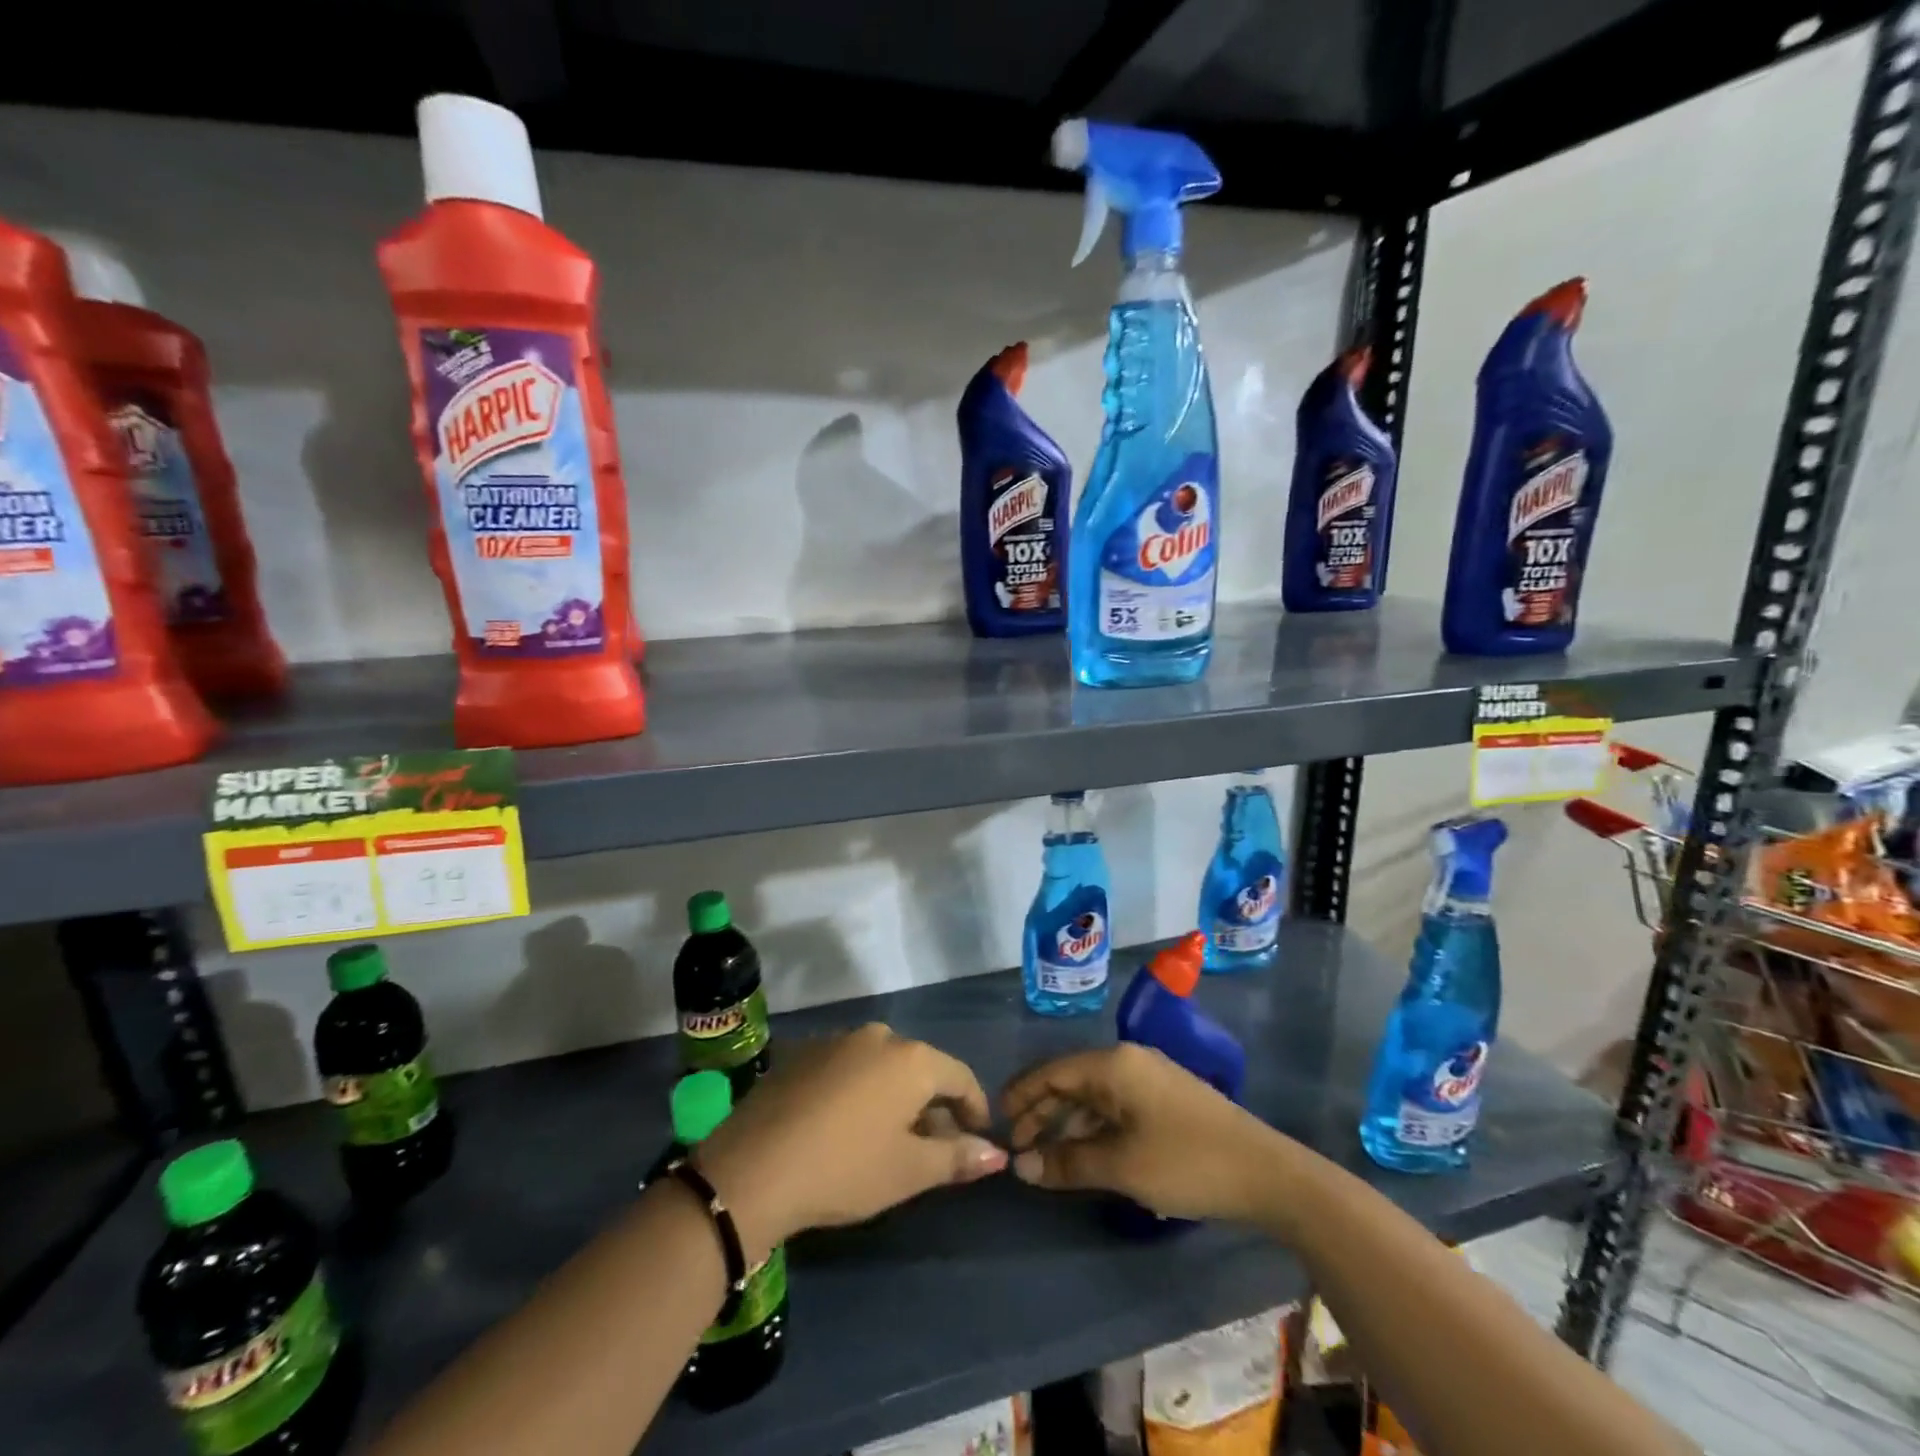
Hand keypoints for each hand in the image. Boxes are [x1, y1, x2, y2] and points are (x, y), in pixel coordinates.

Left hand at [695, 1024, 1006, 1259]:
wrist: (752, 1168)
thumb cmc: (845, 1169)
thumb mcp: (908, 1171)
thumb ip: (957, 1157)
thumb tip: (998, 1154)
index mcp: (911, 1058)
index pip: (960, 1076)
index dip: (975, 1109)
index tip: (977, 1140)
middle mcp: (878, 1036)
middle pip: (920, 1068)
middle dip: (933, 1106)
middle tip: (932, 1148)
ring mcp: (837, 1040)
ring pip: (883, 1066)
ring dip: (895, 1097)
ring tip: (889, 1139)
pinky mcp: (803, 1052)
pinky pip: (849, 1067)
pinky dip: (860, 1091)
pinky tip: (846, 1127)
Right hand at [1003, 1043, 1288, 1221]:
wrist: (1265, 1173)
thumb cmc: (1186, 1162)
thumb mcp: (1121, 1166)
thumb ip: (1067, 1163)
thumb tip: (1021, 1167)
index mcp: (1113, 1064)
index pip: (1052, 1072)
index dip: (1021, 1096)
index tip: (997, 1123)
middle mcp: (1127, 1060)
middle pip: (1071, 1081)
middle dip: (1042, 1112)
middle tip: (1019, 1150)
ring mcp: (1149, 1077)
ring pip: (1093, 1095)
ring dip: (1067, 1124)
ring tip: (1047, 1159)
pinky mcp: (1165, 1098)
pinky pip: (1115, 1106)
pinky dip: (1094, 1128)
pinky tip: (1086, 1156)